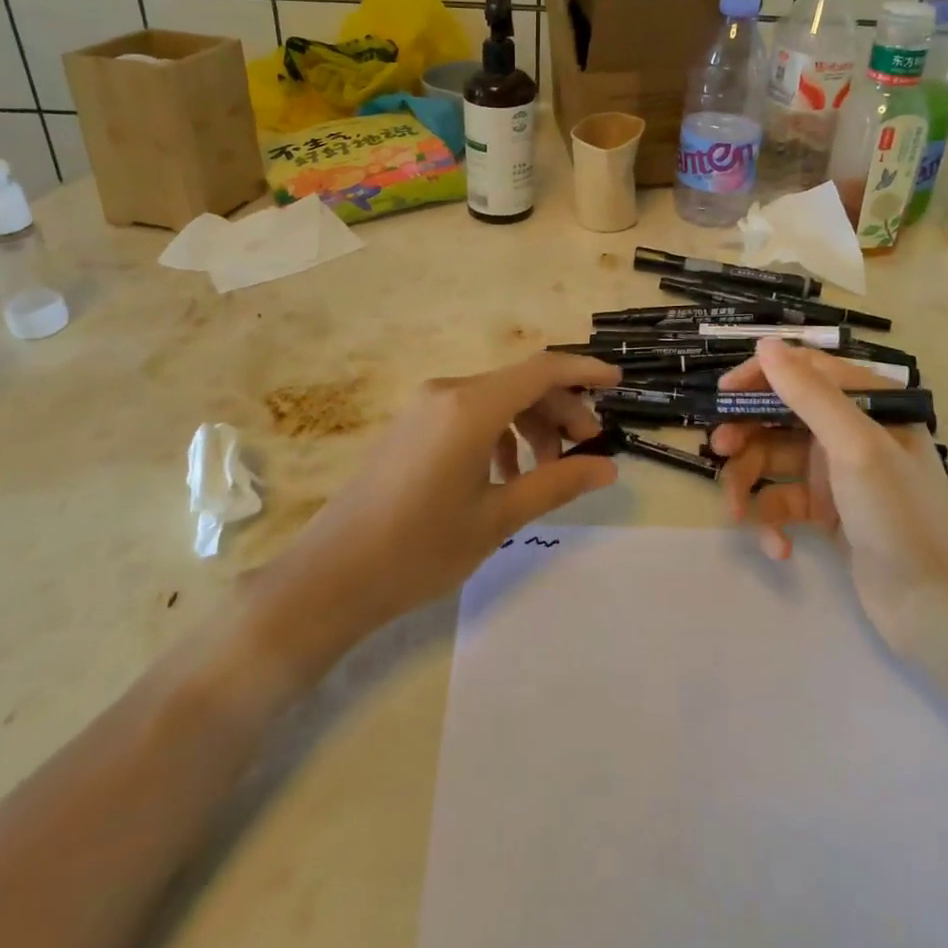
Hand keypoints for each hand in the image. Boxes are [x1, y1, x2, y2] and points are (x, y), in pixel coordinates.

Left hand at [273, 352, 621, 637]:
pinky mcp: (413, 425)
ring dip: (531, 426)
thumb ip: (557, 483)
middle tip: (587, 450)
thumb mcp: (498, 517)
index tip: (617, 383)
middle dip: (561, 411)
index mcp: (471, 406)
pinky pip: (470, 414)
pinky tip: (504, 477)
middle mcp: (448, 392)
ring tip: (544, 472)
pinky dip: (499, 434)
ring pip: (497, 399)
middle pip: (521, 384)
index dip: (584, 371)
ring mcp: (426, 406)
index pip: (542, 370)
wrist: (330, 576)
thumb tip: (608, 466)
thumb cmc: (419, 548)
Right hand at [712, 340, 947, 643]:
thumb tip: (766, 344)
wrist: (940, 611)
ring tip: (737, 514)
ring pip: (773, 460)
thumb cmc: (901, 516)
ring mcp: (837, 472)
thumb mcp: (855, 447)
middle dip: (746, 435)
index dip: (759, 378)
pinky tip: (779, 549)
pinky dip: (773, 522)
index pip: (803, 370)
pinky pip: (783, 501)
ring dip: (750, 484)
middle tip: (720, 451)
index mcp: (867, 403)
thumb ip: (809, 394)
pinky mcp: (828, 511)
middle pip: (779, 416)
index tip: (724, 397)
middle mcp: (850, 430)